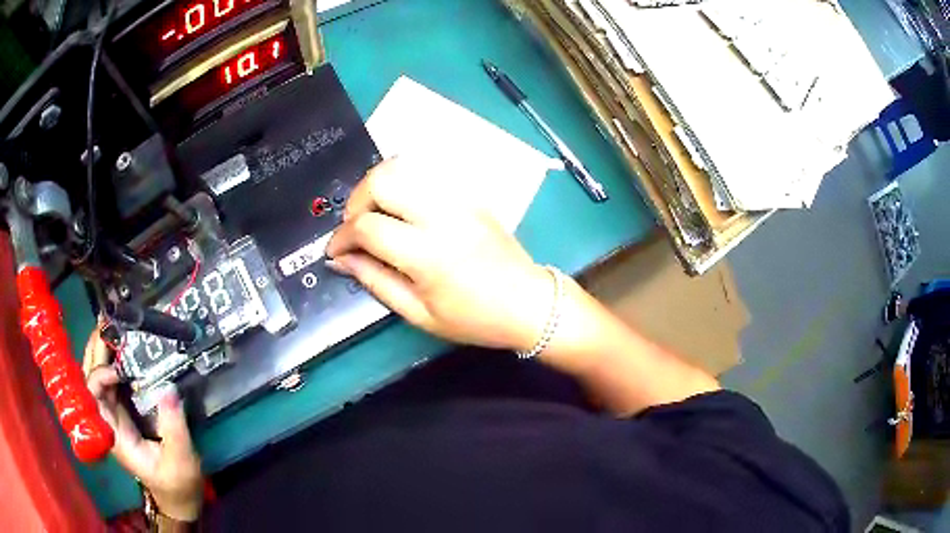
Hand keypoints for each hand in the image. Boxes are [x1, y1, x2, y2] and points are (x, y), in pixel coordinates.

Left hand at [84, 329, 203, 521]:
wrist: (178, 497)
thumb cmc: (177, 483)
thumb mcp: (180, 460)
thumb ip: (173, 427)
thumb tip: (168, 388)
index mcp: (115, 436)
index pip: (92, 398)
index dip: (98, 377)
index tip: (119, 368)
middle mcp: (107, 422)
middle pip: (89, 380)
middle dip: (94, 351)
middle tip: (107, 322)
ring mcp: (113, 416)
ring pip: (96, 377)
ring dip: (100, 351)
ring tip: (111, 326)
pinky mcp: (122, 412)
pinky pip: (109, 381)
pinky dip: (111, 361)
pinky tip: (119, 348)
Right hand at [325, 157, 554, 351]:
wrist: (529, 303)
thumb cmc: (474, 318)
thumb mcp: (419, 314)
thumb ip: (375, 281)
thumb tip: (341, 260)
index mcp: (428, 254)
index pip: (368, 227)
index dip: (341, 238)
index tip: (335, 251)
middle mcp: (442, 216)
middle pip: (383, 180)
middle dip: (356, 200)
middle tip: (355, 227)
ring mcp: (459, 199)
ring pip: (404, 165)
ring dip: (378, 185)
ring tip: (375, 213)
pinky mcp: (469, 194)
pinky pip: (427, 171)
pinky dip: (404, 181)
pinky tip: (401, 206)